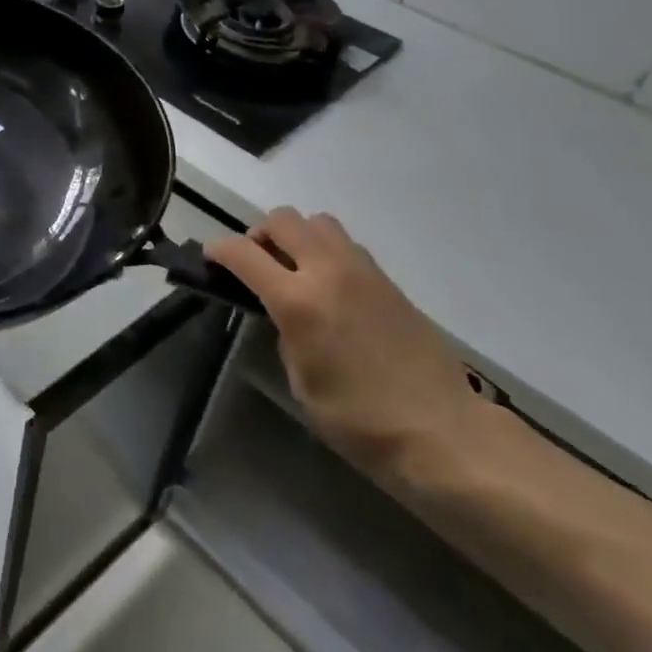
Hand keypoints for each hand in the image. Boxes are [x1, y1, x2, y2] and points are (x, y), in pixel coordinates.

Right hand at [206, 209, 479, 487]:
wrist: (442, 432)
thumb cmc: (359, 420)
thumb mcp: (301, 381)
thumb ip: (285, 332)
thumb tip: (283, 311)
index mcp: (298, 301)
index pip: (243, 253)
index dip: (217, 249)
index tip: (209, 257)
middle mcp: (328, 272)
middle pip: (283, 219)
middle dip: (259, 234)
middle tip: (256, 264)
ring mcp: (363, 271)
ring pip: (318, 222)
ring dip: (297, 236)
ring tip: (294, 270)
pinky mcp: (388, 280)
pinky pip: (345, 244)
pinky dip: (326, 251)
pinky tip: (329, 288)